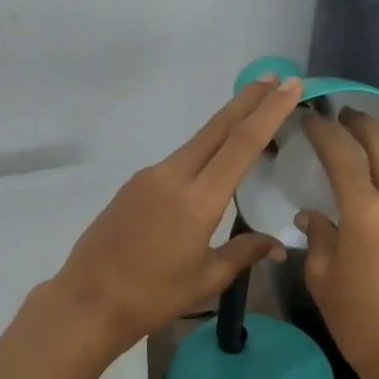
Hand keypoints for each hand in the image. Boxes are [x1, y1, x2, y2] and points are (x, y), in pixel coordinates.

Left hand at [53, 75, 303, 350]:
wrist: (88, 301)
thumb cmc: (153, 296)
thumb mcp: (206, 279)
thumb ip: (243, 253)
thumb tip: (278, 244)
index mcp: (198, 199)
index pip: (242, 144)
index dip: (269, 112)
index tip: (290, 86)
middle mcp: (173, 176)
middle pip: (217, 128)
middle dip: (248, 101)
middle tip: (275, 78)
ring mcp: (149, 177)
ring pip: (196, 142)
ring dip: (225, 125)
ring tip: (252, 116)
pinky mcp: (134, 185)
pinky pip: (177, 161)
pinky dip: (202, 152)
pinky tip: (212, 163)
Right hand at [297, 110, 378, 378]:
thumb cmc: (364, 325)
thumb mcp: (324, 281)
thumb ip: (317, 238)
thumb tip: (313, 216)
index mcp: (367, 212)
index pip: (342, 153)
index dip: (322, 130)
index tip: (308, 119)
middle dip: (360, 123)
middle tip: (340, 117)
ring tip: (366, 148)